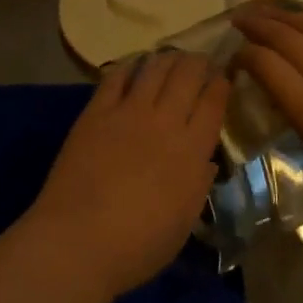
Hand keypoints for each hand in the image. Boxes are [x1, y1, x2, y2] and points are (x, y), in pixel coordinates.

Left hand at [26, 51, 227, 299]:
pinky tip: (135, 64)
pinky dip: (130, 65)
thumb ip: (197, 185)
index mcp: (192, 151)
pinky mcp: (96, 111)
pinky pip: (116, 77)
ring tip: (172, 57)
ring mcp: (129, 112)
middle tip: (199, 61)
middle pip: (187, 76)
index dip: (220, 84)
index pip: (213, 104)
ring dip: (167, 58)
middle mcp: (165, 122)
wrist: (79, 239)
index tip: (223, 77)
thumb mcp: (183, 222)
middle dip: (198, 63)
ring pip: (155, 69)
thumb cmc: (138, 245)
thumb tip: (206, 160)